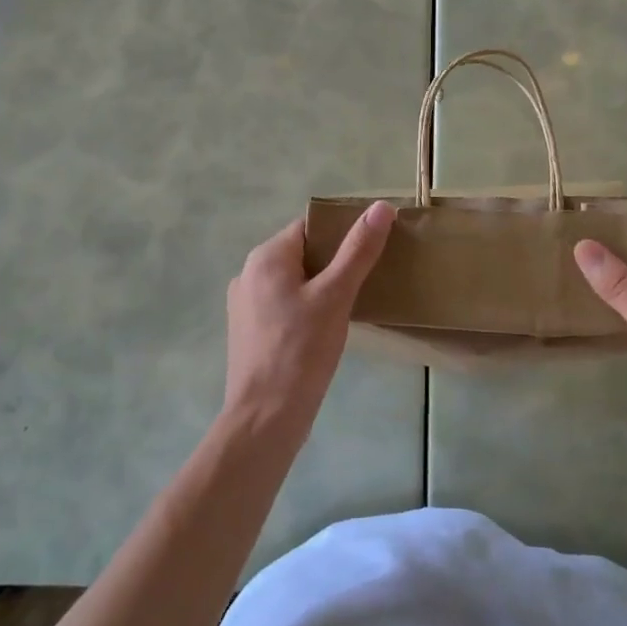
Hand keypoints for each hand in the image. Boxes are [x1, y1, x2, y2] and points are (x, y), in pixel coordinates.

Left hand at [223, 202, 393, 436]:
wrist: (265, 418)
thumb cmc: (301, 350)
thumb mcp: (336, 295)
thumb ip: (358, 250)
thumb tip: (381, 206)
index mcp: (266, 257)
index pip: (310, 227)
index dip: (342, 232)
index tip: (371, 248)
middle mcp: (248, 273)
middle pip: (302, 253)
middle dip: (334, 262)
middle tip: (368, 277)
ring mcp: (245, 305)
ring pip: (293, 281)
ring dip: (321, 286)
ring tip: (351, 304)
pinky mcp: (249, 332)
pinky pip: (283, 305)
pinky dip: (306, 308)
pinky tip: (327, 328)